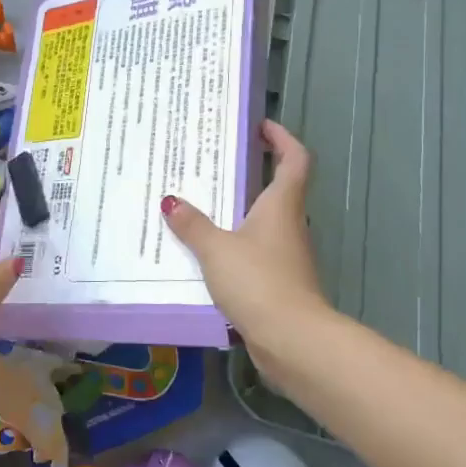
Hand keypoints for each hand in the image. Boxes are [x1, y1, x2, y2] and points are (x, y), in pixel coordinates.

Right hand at [162, 120, 328, 377]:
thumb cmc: (259, 281)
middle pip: (279, 189)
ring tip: (202, 205)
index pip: (295, 160)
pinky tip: (207, 254)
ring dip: (240, 212)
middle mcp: (289, 225)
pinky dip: (235, 245)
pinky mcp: (279, 283)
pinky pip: (255, 252)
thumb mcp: (216, 249)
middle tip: (215, 164)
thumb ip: (193, 225)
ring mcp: (287, 256)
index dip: (282, 138)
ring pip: (264, 223)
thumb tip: (171, 201)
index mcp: (281, 206)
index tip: (261, 126)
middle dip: (252, 173)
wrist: (293, 340)